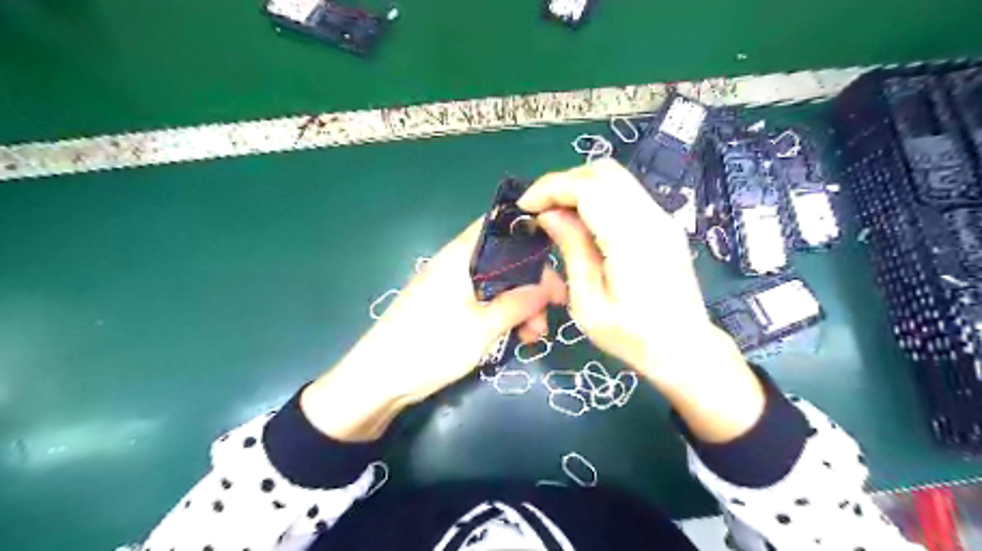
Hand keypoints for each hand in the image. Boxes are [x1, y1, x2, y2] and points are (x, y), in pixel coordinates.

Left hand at [302, 218, 567, 440]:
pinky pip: (484, 302)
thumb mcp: (483, 326)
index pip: (498, 225)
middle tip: (550, 313)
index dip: (529, 234)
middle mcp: (456, 264)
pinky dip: (503, 315)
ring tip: (534, 336)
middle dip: (531, 284)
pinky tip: (517, 336)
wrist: (378, 380)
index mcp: (460, 256)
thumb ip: (519, 303)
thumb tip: (549, 287)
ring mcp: (451, 287)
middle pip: (503, 260)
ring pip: (497, 285)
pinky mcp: (447, 308)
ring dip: (520, 305)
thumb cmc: (431, 345)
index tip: (557, 260)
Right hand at [516, 156, 760, 441]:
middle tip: (540, 209)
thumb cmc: (632, 336)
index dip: (551, 188)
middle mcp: (652, 218)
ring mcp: (662, 218)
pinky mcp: (664, 224)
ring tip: (556, 214)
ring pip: (615, 178)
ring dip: (580, 187)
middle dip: (564, 182)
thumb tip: (550, 214)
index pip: (587, 187)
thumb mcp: (589, 303)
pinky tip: (582, 222)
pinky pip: (626, 193)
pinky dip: (597, 196)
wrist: (684, 348)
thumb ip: (572, 250)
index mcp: (631, 240)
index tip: (525, 207)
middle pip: (603, 171)